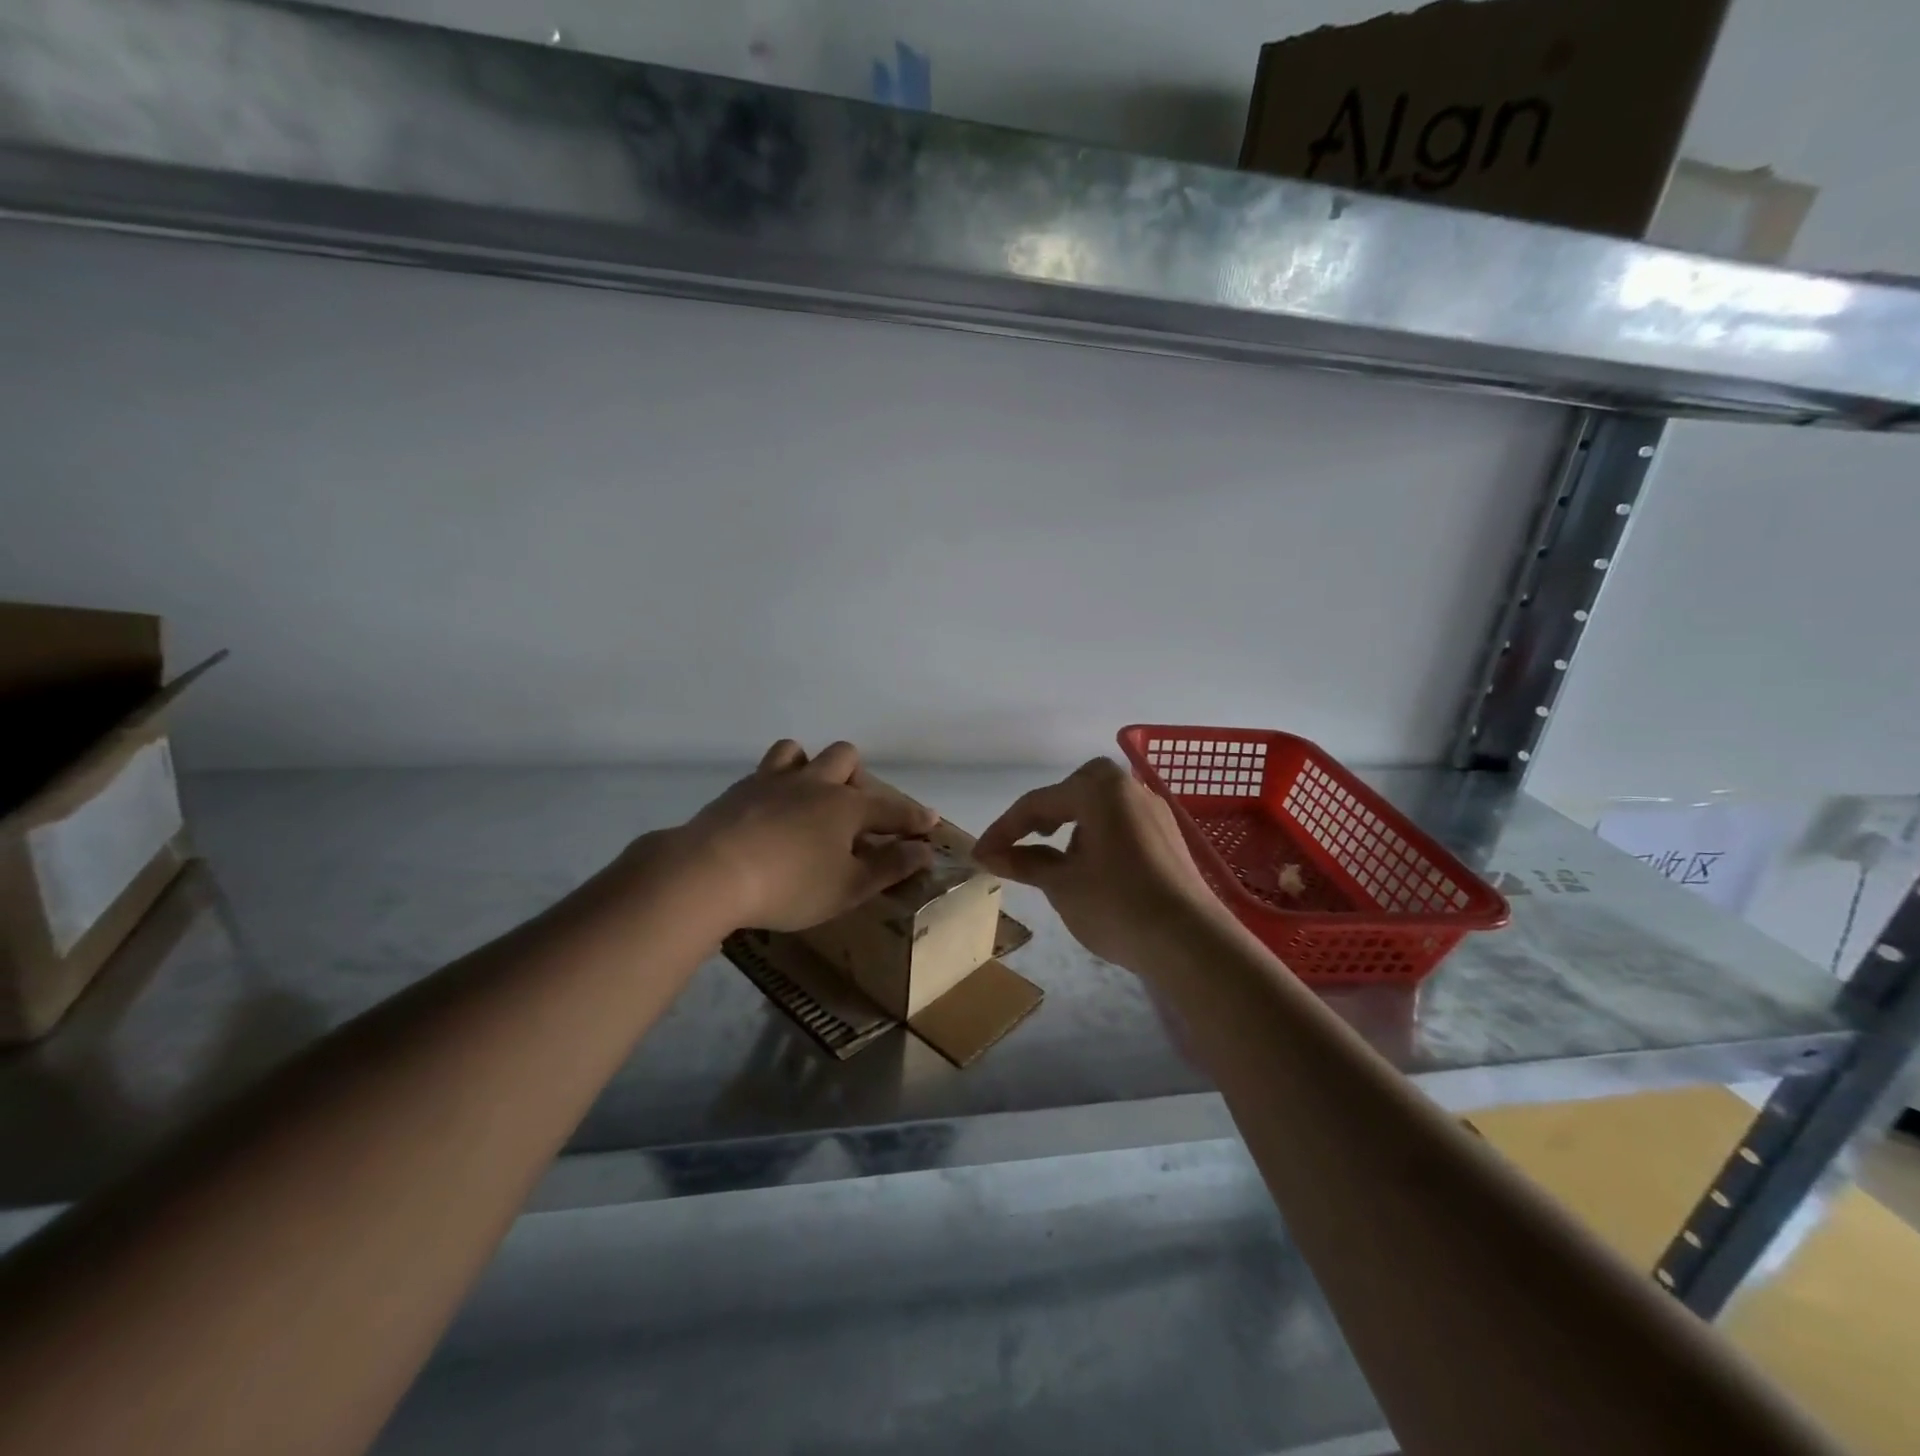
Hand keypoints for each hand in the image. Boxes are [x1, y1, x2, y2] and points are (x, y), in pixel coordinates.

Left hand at [673, 740, 939, 931]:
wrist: (711, 872)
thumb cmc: (790, 885)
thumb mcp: (848, 887)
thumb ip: (889, 867)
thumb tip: (924, 851)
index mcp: (846, 807)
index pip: (891, 808)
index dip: (913, 817)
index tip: (929, 822)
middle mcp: (814, 783)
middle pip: (845, 758)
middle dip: (858, 778)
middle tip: (854, 811)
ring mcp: (772, 781)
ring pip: (798, 751)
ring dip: (811, 767)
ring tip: (809, 797)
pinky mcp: (738, 791)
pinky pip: (764, 772)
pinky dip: (776, 784)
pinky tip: (770, 810)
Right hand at [973, 758, 1228, 974]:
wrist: (1189, 942)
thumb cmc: (1116, 906)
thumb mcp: (1061, 885)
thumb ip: (1024, 863)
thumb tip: (991, 854)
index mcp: (1099, 789)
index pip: (1038, 803)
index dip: (1004, 829)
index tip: (980, 854)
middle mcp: (1129, 788)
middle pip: (1073, 791)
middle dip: (1043, 814)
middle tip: (1021, 841)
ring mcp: (1154, 810)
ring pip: (1100, 805)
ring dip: (1072, 823)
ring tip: (1056, 858)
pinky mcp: (1168, 835)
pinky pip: (1122, 822)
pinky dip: (1098, 834)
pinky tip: (1093, 866)